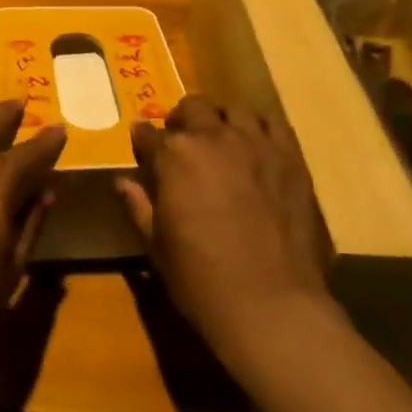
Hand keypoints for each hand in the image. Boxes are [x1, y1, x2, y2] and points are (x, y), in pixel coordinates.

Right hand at [116, 95, 332, 364]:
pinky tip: (257, 145)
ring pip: (233, 110)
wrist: (270, 303)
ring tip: (221, 139)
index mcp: (174, 157)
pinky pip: (273, 123)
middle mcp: (212, 137)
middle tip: (182, 142)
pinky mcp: (289, 156)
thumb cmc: (201, 279)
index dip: (142, 140)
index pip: (148, 134)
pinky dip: (260, 128)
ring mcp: (255, 143)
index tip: (142, 146)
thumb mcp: (157, 246)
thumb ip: (138, 206)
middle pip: (192, 108)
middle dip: (181, 120)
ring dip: (220, 120)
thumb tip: (122, 181)